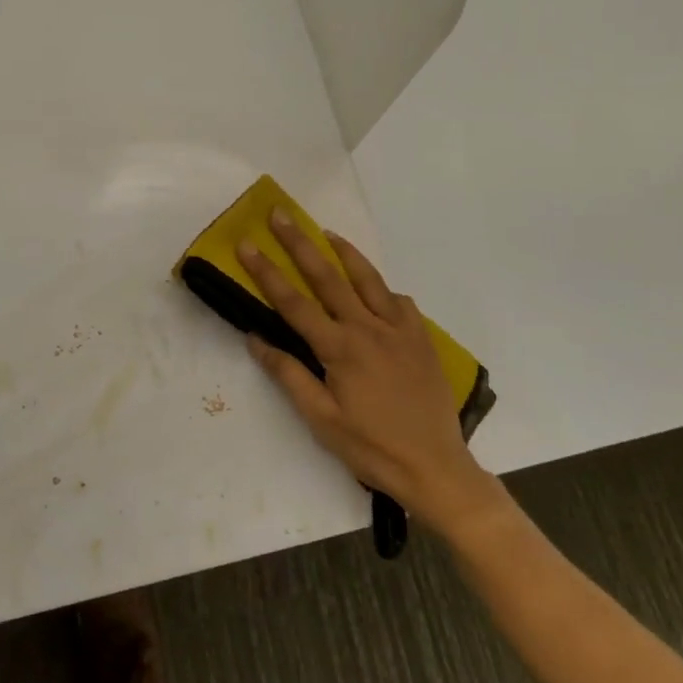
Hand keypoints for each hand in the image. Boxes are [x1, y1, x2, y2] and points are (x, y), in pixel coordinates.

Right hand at [237, 212, 491, 532]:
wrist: (435, 468)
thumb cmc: (370, 447)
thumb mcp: (321, 420)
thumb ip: (288, 375)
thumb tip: (255, 338)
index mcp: (340, 349)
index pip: (293, 302)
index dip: (266, 272)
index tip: (247, 244)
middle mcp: (368, 328)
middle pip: (328, 276)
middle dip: (300, 243)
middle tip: (281, 215)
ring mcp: (399, 330)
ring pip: (368, 279)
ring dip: (345, 252)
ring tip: (326, 232)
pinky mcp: (421, 338)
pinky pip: (399, 302)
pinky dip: (382, 288)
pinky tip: (374, 289)